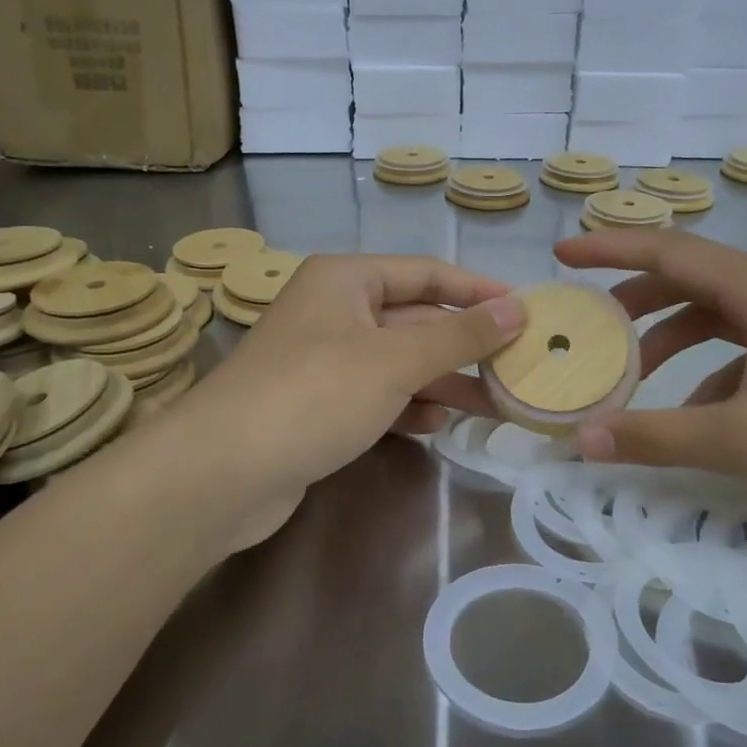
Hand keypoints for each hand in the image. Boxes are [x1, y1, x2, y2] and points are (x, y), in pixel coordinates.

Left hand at [171, 254, 522, 550]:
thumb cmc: (314, 395)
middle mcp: (333, 312)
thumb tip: (519, 308)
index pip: (426, 273)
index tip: (524, 311)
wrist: (222, 473)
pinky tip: (437, 424)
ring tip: (494, 402)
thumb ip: (460, 335)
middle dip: (463, 345)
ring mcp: (323, 361)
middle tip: (518, 367)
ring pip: (398, 362)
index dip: (476, 290)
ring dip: (443, 380)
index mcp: (345, 280)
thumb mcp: (396, 360)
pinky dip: (407, 406)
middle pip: (414, 320)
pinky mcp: (317, 406)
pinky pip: (376, 395)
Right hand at [554, 229, 746, 557]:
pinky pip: (743, 354)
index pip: (671, 251)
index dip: (611, 248)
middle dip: (634, 300)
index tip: (561, 253)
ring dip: (669, 340)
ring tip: (631, 376)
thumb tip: (580, 440)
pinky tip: (696, 421)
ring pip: (716, 318)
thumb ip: (657, 437)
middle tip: (587, 327)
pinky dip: (707, 376)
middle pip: (690, 280)